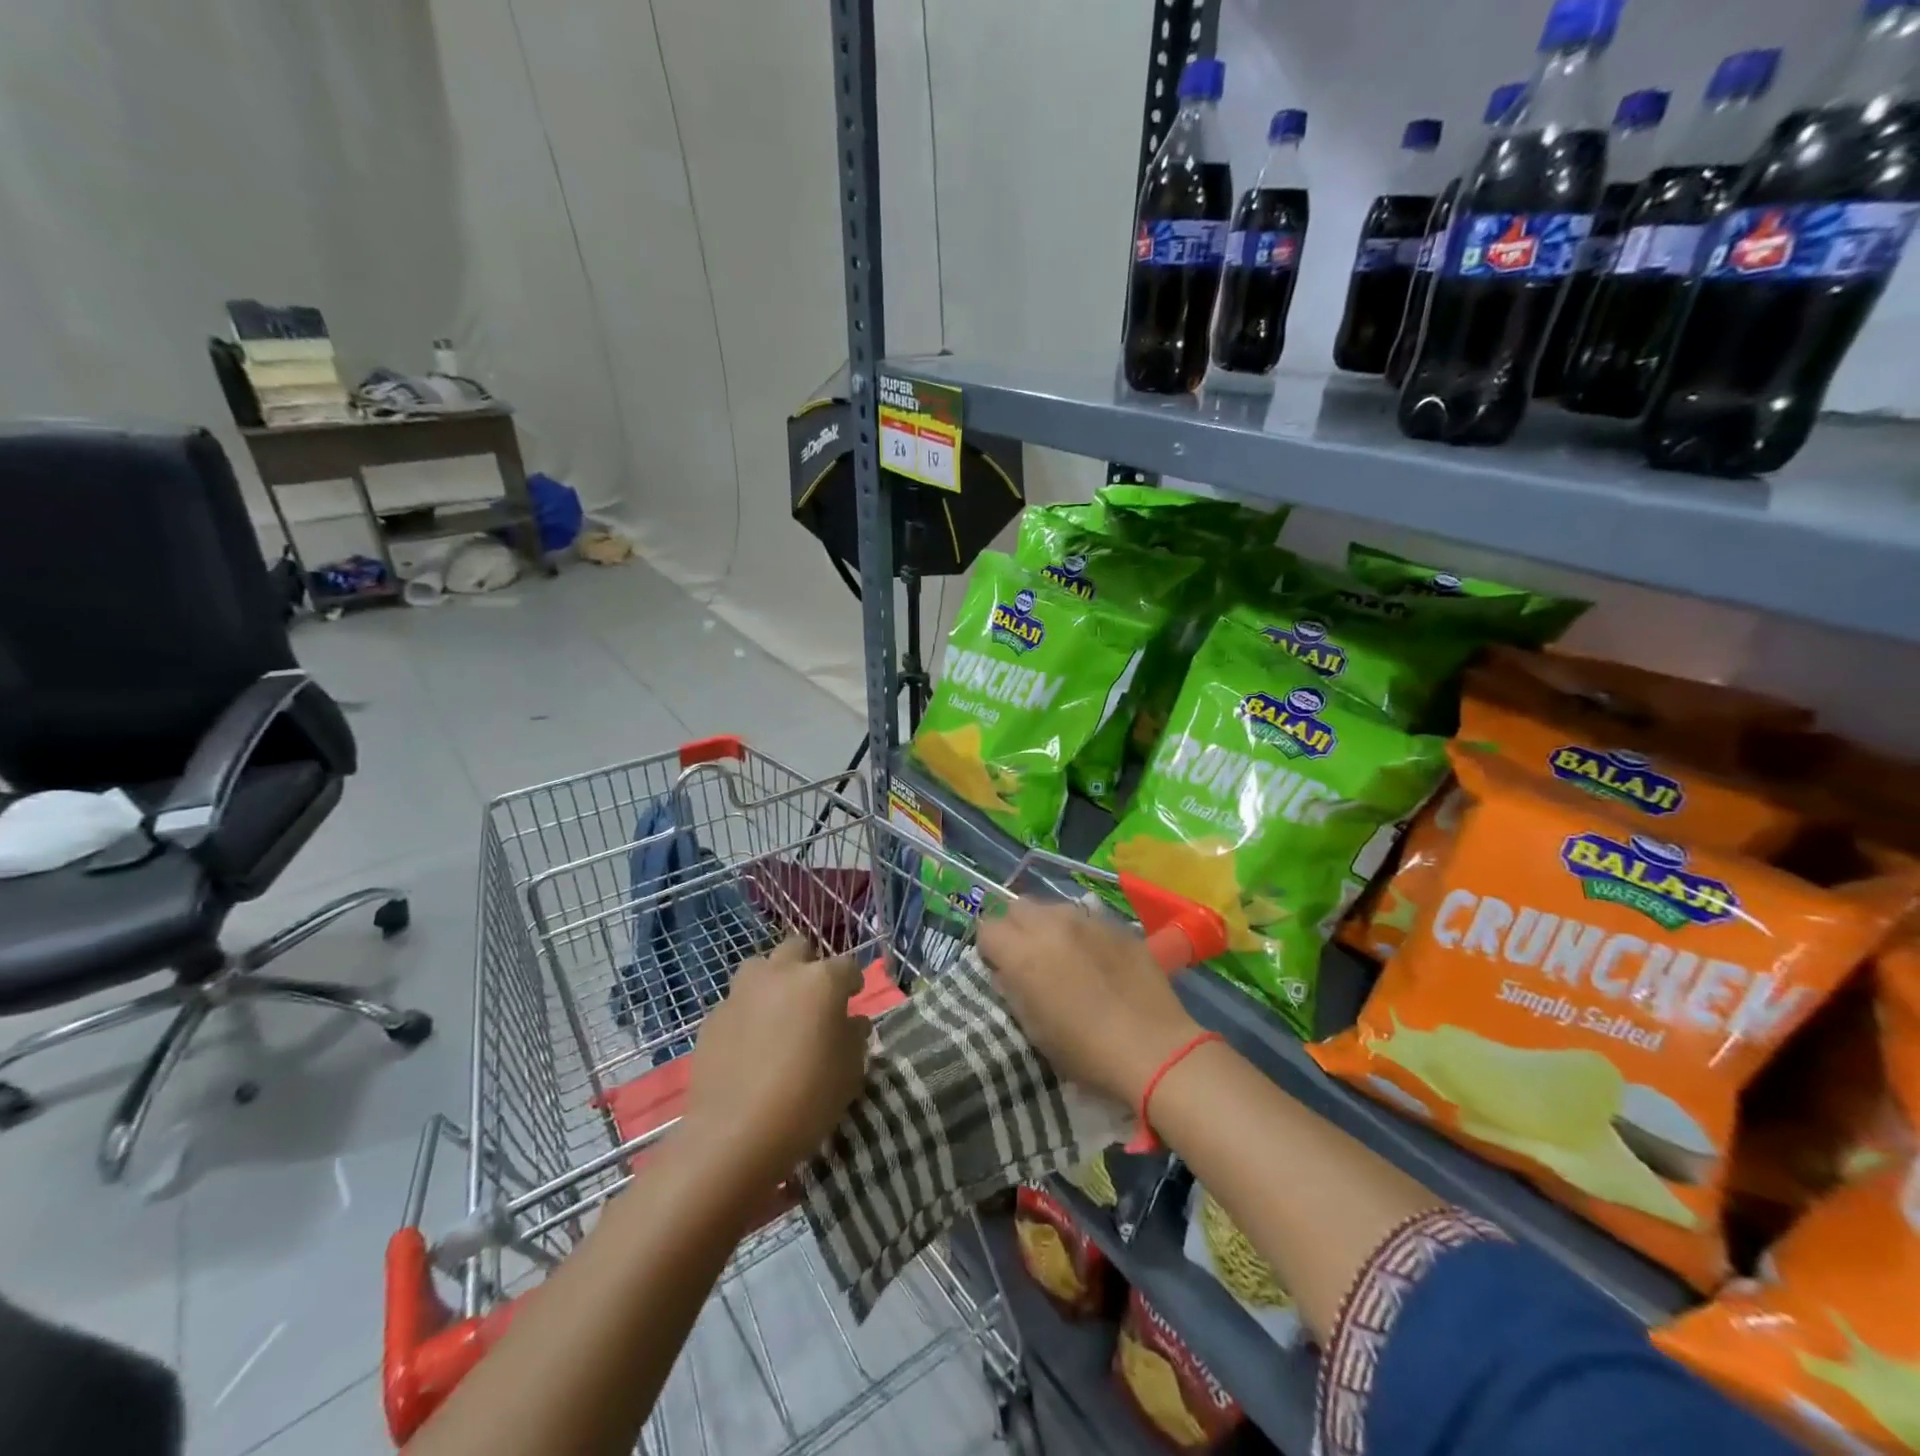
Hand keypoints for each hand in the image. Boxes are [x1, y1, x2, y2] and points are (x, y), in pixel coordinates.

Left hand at [684, 938, 869, 1187]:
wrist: (734, 1136)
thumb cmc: (807, 1100)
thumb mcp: (850, 1072)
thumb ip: (854, 1037)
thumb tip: (851, 1022)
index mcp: (821, 981)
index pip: (847, 967)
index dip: (852, 984)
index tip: (852, 1002)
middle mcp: (781, 974)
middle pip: (798, 949)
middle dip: (808, 967)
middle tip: (812, 1001)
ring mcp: (741, 992)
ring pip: (760, 967)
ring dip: (772, 982)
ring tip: (777, 1016)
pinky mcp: (712, 1017)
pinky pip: (736, 1003)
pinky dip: (747, 1014)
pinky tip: (749, 1046)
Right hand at [977, 899, 1202, 1107]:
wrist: (1153, 1049)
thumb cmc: (1085, 1051)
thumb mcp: (1034, 1029)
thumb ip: (1013, 991)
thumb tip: (1006, 972)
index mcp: (1023, 952)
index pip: (987, 927)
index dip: (990, 948)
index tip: (1000, 968)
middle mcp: (1051, 925)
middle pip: (1017, 907)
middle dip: (1015, 928)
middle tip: (1027, 958)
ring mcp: (1087, 920)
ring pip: (1052, 907)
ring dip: (1048, 926)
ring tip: (1062, 955)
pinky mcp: (1117, 925)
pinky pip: (1086, 917)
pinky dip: (1080, 932)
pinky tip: (1096, 959)